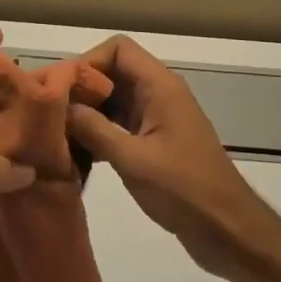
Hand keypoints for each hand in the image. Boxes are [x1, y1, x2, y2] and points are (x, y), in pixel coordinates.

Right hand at [64, 35, 279, 281]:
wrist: (230, 232)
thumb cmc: (185, 190)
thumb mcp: (133, 159)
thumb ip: (93, 129)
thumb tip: (59, 106)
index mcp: (160, 87)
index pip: (118, 49)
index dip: (88, 62)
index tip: (62, 89)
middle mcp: (159, 94)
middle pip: (113, 72)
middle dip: (82, 88)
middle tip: (51, 113)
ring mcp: (158, 118)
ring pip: (114, 100)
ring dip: (88, 113)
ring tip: (57, 134)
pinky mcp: (155, 143)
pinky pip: (120, 124)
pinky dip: (98, 133)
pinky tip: (77, 155)